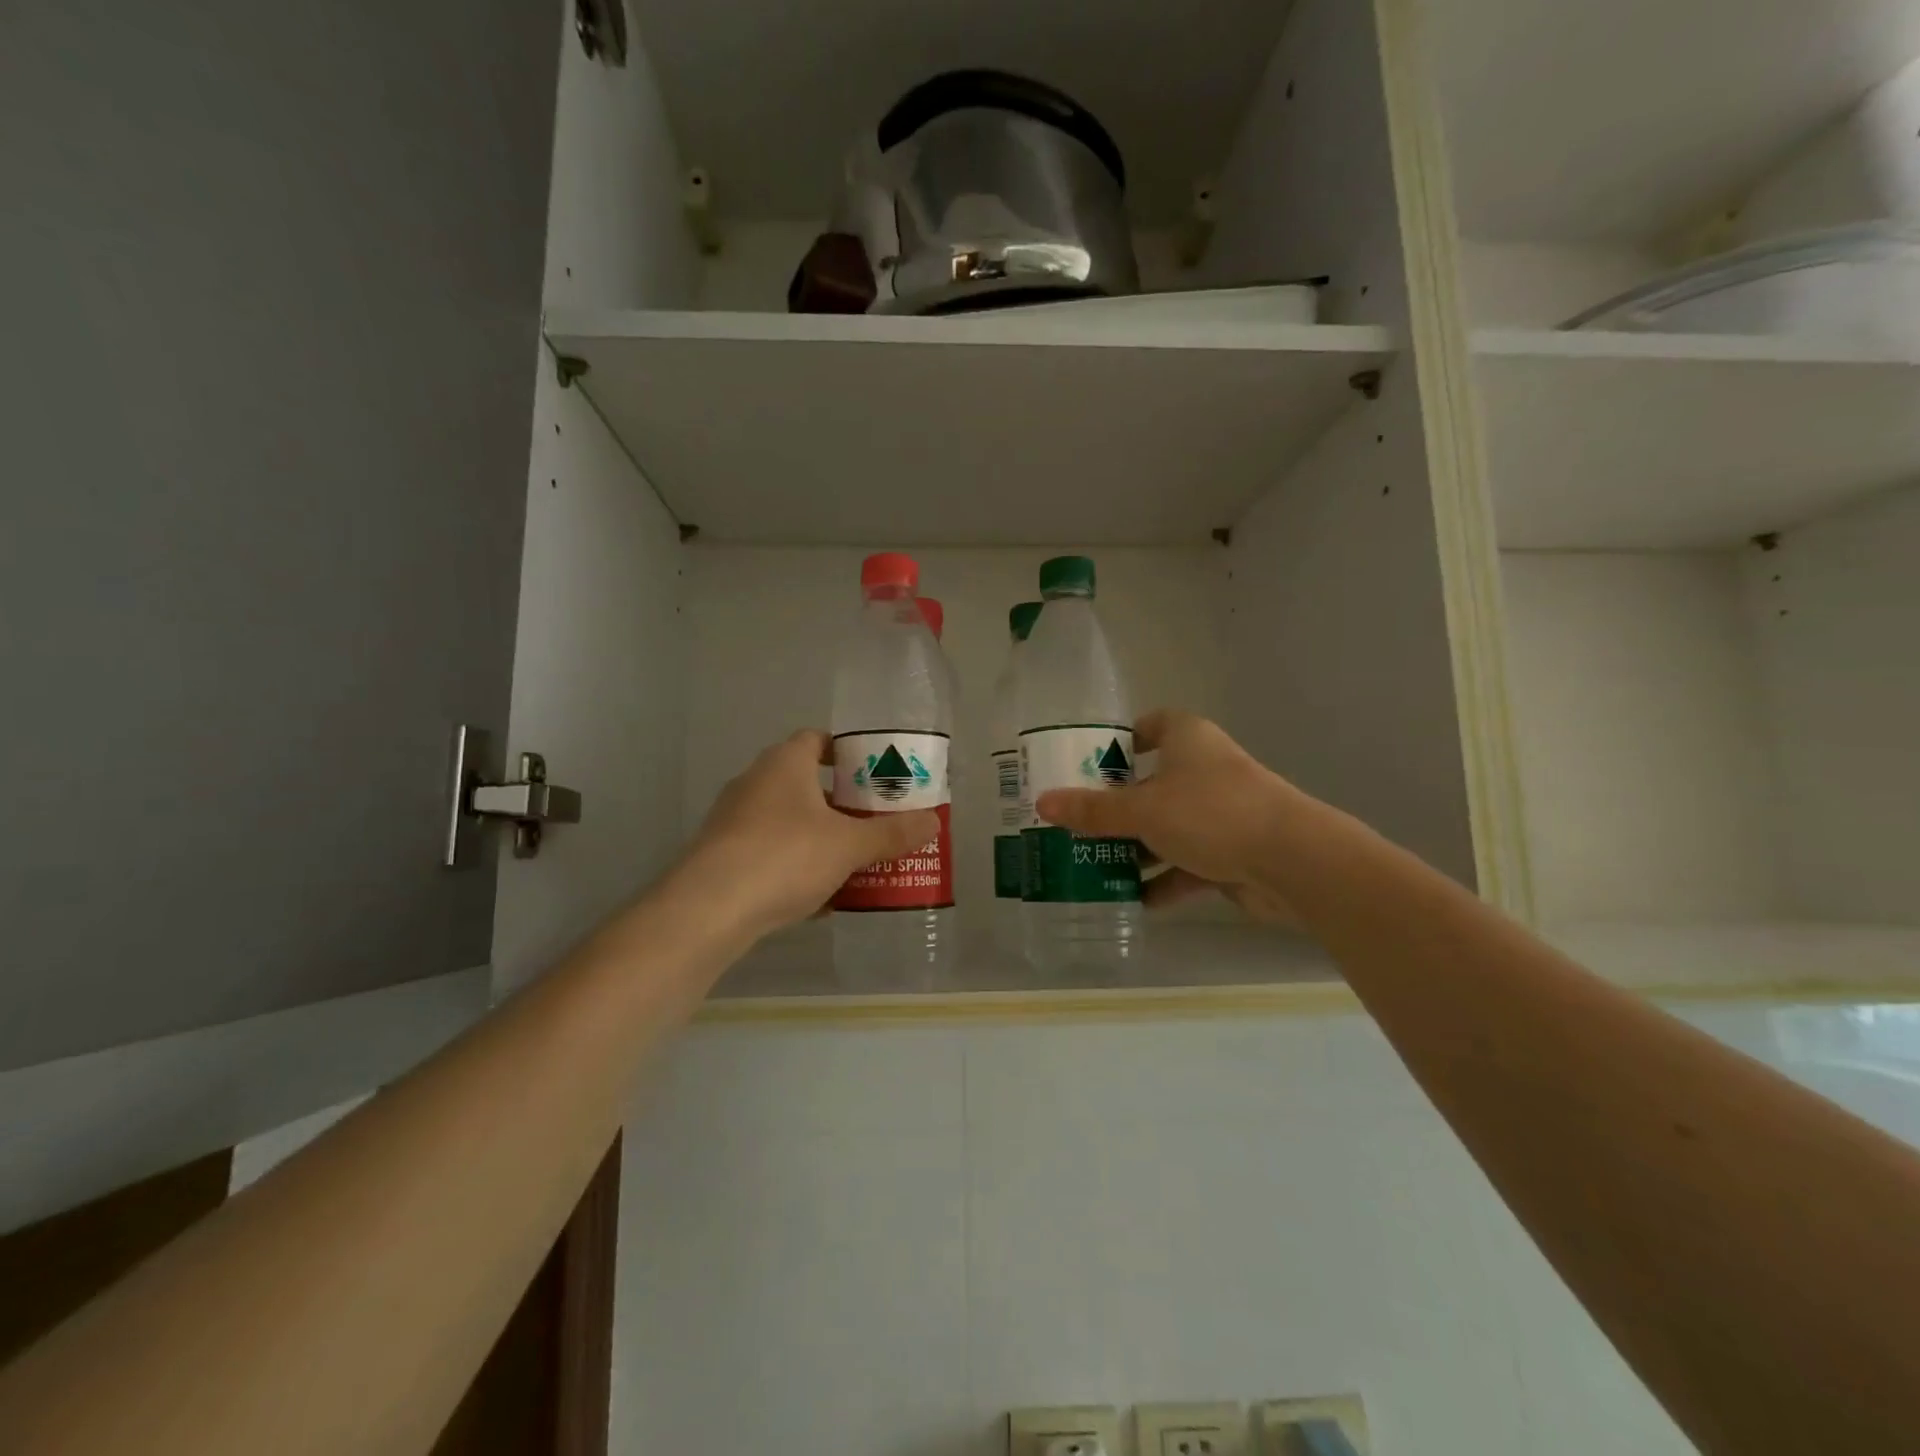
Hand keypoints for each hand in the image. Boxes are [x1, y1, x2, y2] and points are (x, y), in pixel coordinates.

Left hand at [679, 730, 939, 938]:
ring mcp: (734, 820)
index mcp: (784, 764)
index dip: (847, 753)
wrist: (708, 909)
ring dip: (820, 839)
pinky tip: (820, 900)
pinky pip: (770, 853)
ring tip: (855, 862)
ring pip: (789, 823)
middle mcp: (755, 783)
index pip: (817, 740)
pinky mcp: (722, 856)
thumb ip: (892, 833)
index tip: (874, 774)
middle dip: (842, 804)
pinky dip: (796, 868)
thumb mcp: (849, 845)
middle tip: (875, 822)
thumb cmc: (785, 856)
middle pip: (806, 784)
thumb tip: (933, 821)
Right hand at [1033, 710, 1309, 923]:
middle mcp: (1205, 770)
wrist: (1293, 861)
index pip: (1152, 725)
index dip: (1122, 740)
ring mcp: (1221, 812)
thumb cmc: (1211, 813)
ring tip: (1095, 865)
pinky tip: (1134, 900)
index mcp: (1188, 740)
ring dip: (1138, 848)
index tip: (1090, 763)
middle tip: (1078, 822)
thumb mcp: (1142, 811)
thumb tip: (1042, 803)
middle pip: (1153, 782)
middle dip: (1118, 806)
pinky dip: (1164, 880)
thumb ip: (1092, 811)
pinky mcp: (1232, 852)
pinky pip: (1188, 863)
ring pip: (1168, 827)